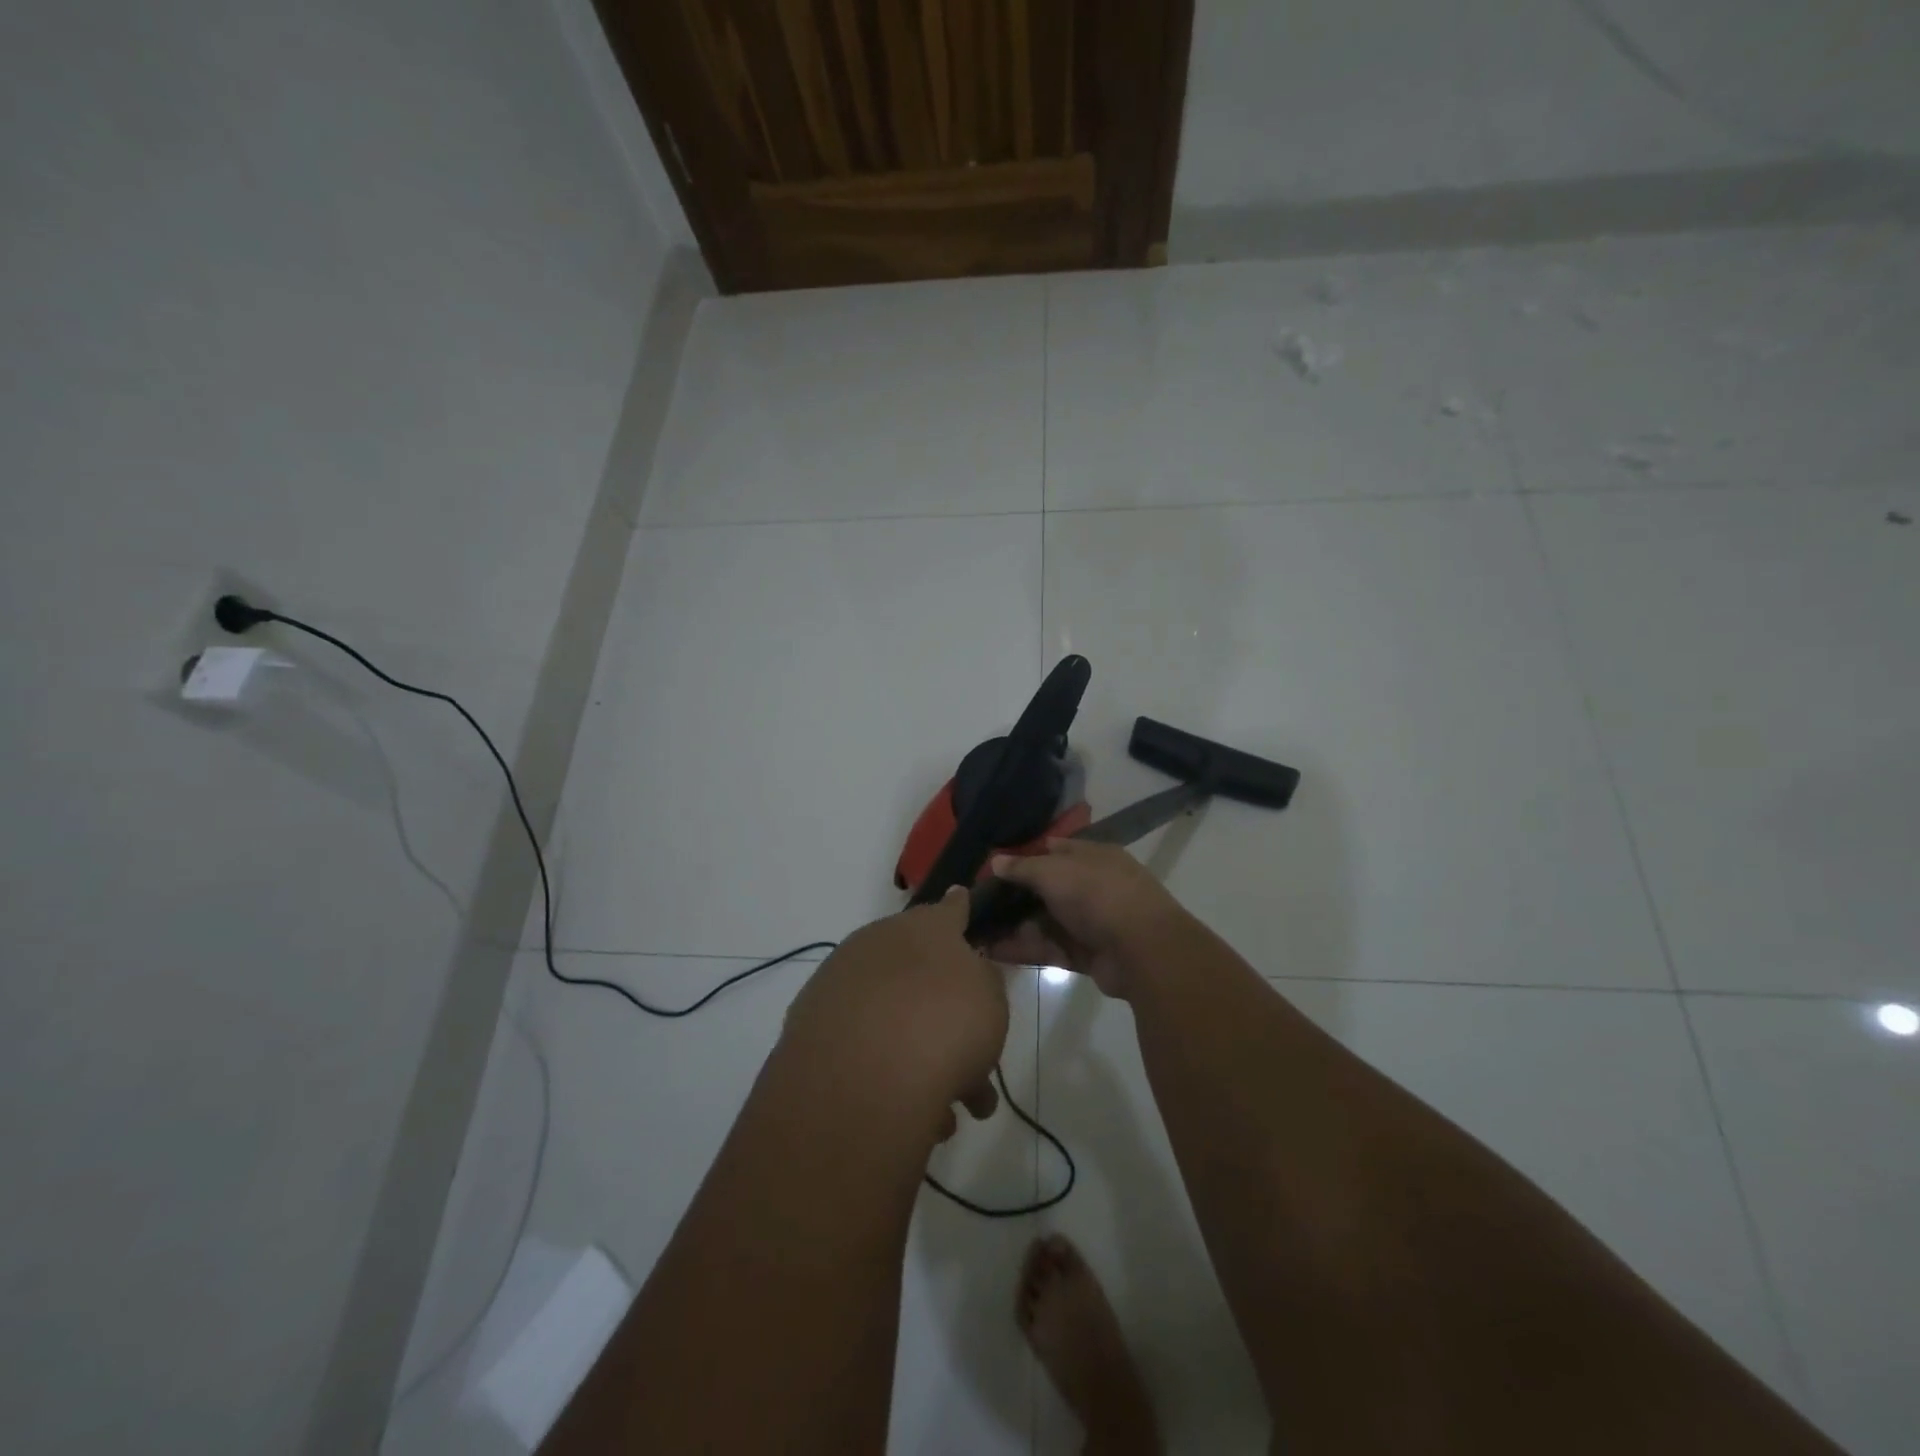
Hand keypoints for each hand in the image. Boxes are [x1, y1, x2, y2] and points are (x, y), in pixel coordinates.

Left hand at [780, 888, 1009, 1139]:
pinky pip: (863, 1046)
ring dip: (923, 1057)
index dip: (959, 909)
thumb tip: (967, 972)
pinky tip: (912, 1118)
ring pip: (894, 1017)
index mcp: (924, 927)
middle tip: (975, 1061)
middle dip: (947, 1014)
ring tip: (950, 1115)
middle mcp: (877, 944)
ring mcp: (839, 983)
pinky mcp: (810, 1027)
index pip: (948, 909)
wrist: (864, 1075)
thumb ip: (983, 981)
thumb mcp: (991, 999)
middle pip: (919, 973)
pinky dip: (888, 1074)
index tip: (961, 899)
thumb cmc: (946, 1023)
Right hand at [984, 839, 1186, 999]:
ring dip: (1015, 926)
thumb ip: (1023, 867)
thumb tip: (995, 861)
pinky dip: (1025, 950)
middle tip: (978, 904)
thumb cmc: (1096, 894)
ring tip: (977, 931)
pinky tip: (993, 952)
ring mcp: (1091, 922)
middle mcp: (1093, 886)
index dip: (1024, 856)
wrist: (1142, 950)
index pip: (1054, 850)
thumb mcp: (1054, 871)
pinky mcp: (1087, 955)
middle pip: (1047, 889)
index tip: (993, 867)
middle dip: (1015, 897)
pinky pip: (1050, 949)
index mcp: (1092, 857)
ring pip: (1046, 921)